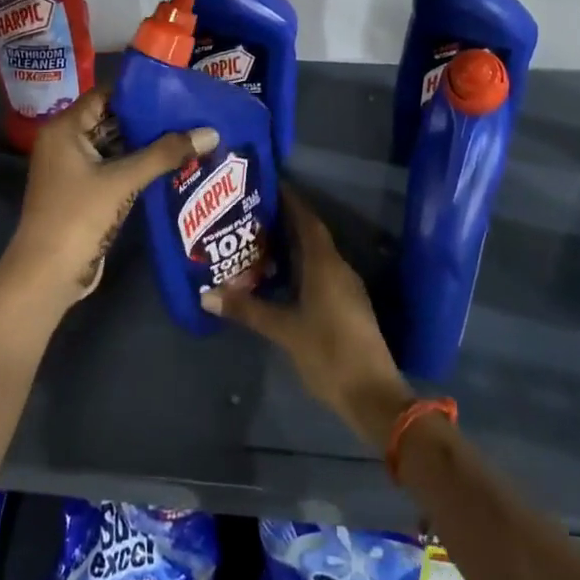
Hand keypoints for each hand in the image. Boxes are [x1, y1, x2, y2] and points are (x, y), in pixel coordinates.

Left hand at [0, 87, 216, 321]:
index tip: (176, 92)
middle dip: (148, 119)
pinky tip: (170, 165)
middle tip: (189, 114)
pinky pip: (114, 168)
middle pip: (111, 119)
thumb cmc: (78, 217)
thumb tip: (210, 132)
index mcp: (65, 128)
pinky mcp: (83, 191)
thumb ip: (165, 154)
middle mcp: (65, 142)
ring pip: (114, 146)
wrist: (47, 275)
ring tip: (188, 136)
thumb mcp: (123, 181)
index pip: (105, 94)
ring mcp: (73, 168)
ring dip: (146, 144)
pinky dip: (137, 165)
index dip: (139, 92)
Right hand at [203, 190, 414, 449]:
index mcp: (325, 264)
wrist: (373, 394)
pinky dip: (299, 266)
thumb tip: (207, 295)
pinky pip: (320, 273)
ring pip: (316, 255)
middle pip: (310, 234)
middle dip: (284, 221)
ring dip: (291, 245)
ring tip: (258, 240)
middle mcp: (338, 268)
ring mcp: (346, 288)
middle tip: (251, 212)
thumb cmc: (328, 353)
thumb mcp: (283, 330)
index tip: (266, 184)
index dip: (289, 200)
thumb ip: (247, 310)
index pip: (306, 220)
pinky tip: (278, 276)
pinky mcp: (347, 306)